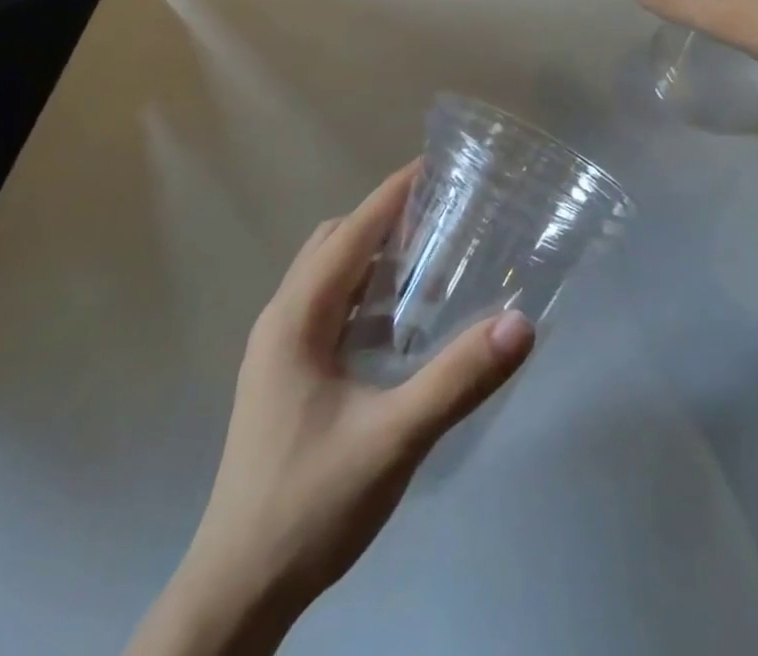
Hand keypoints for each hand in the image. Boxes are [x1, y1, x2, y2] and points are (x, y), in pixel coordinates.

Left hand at [130, 164, 533, 655]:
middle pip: (334, 244)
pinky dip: (363, 295)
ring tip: (428, 261)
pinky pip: (327, 310)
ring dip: (373, 258)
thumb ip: (457, 379)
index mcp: (296, 318)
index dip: (392, 194)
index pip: (351, 232)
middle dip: (384, 220)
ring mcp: (278, 350)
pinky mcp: (284, 377)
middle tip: (441, 218)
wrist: (237, 590)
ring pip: (328, 277)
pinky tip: (399, 326)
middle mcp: (281, 320)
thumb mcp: (393, 439)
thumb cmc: (310, 504)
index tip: (435, 166)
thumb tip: (521, 323)